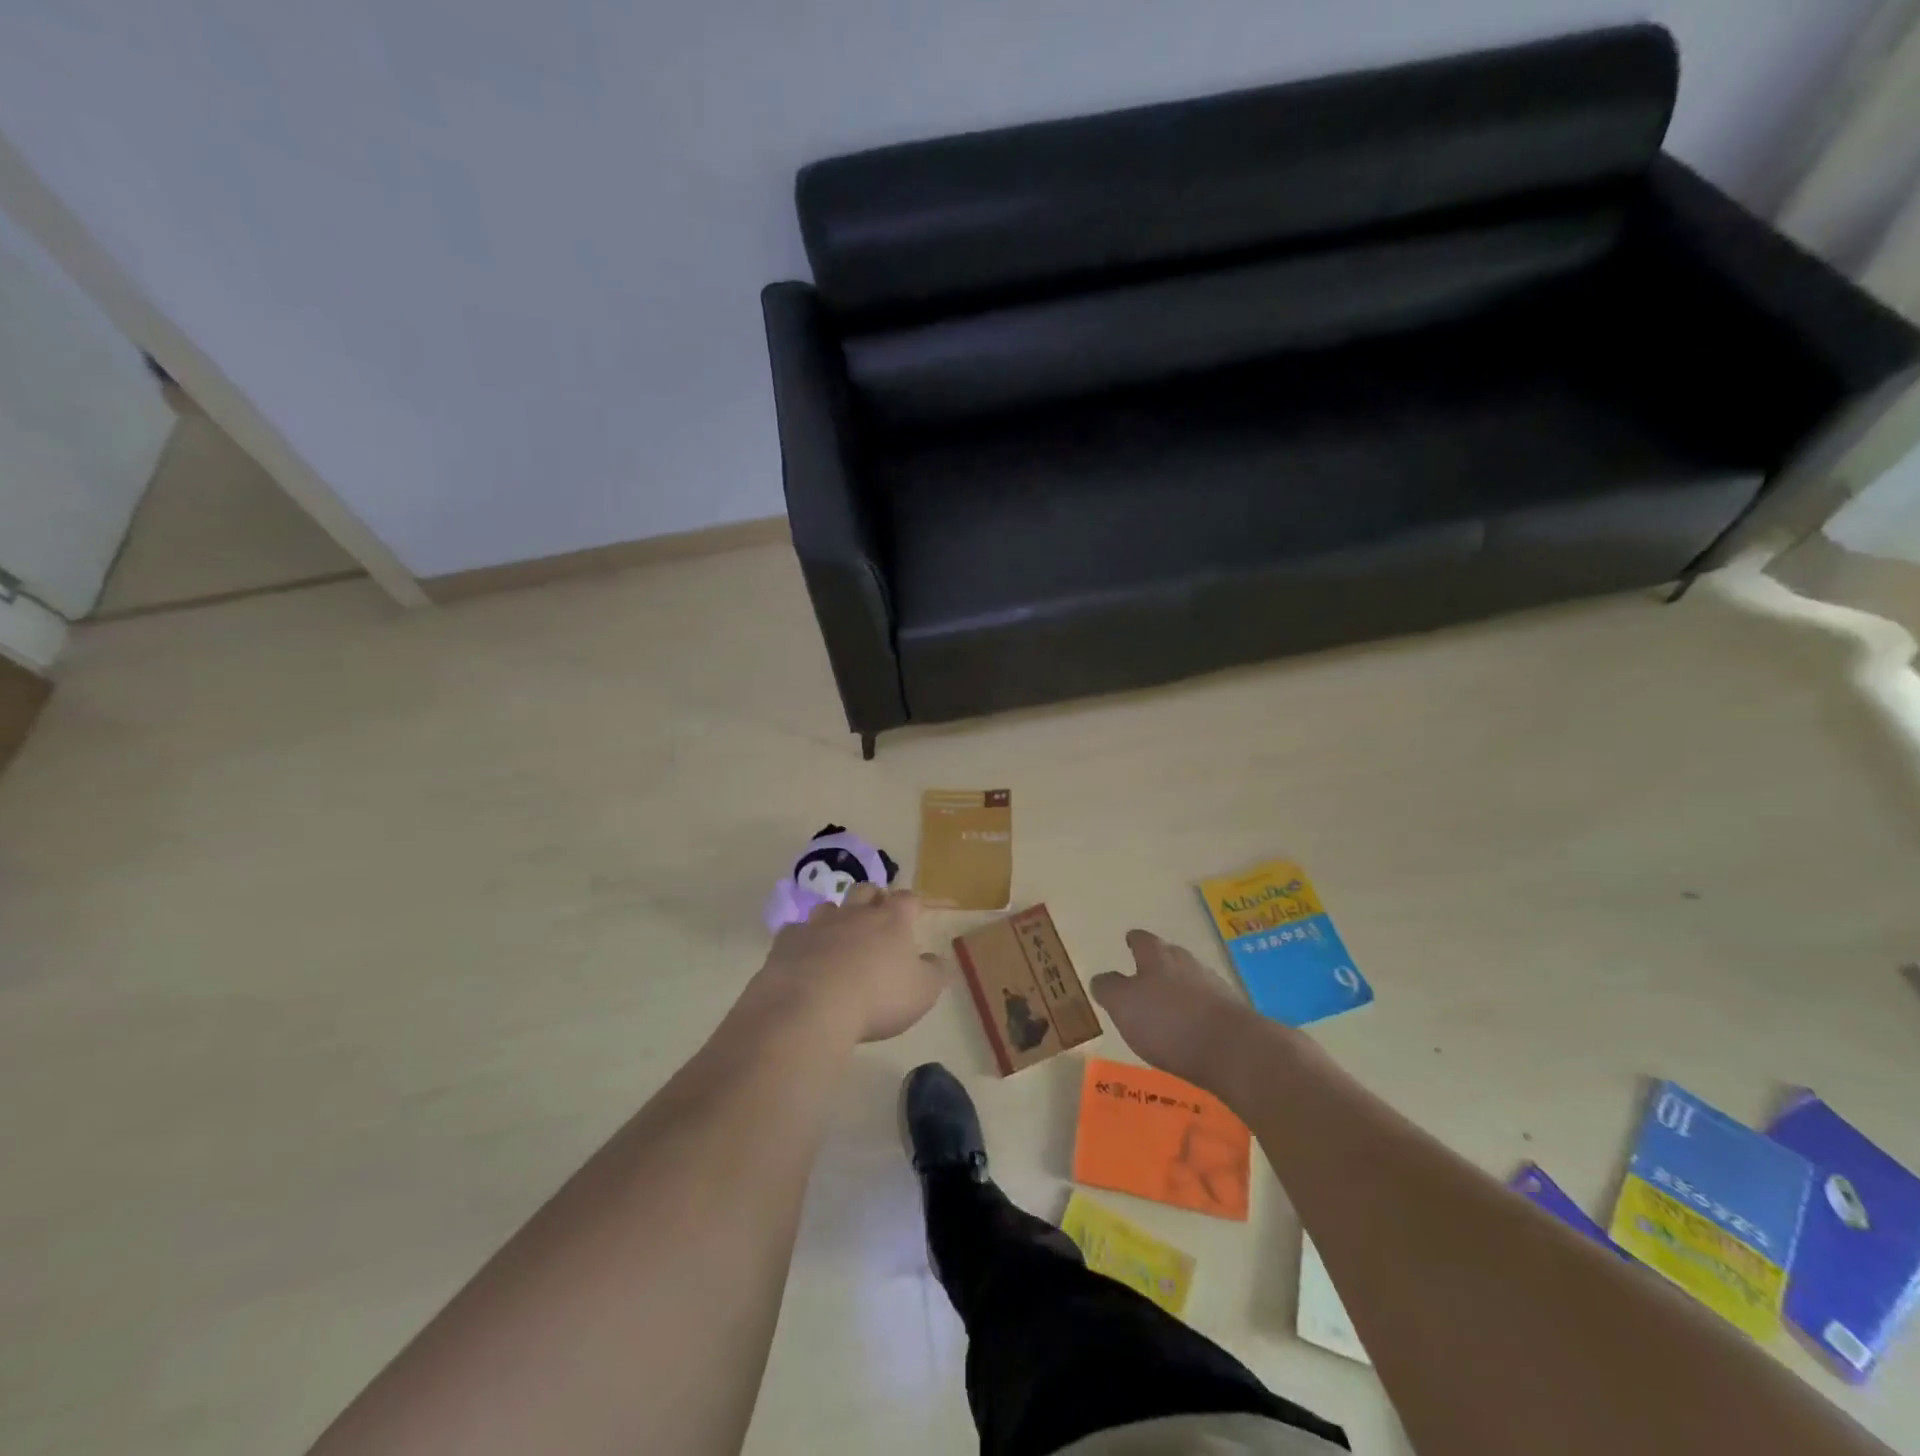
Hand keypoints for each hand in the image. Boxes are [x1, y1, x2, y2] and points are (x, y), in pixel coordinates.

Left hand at [754, 884, 945, 1043]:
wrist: (811, 1007)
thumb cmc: (877, 998)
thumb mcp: (922, 992)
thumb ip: (933, 972)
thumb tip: (934, 958)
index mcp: (891, 920)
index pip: (907, 899)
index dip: (912, 903)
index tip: (915, 912)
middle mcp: (855, 913)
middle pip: (866, 890)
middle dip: (873, 898)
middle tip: (877, 915)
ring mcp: (818, 923)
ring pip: (829, 906)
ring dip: (836, 916)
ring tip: (839, 936)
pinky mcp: (788, 941)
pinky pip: (796, 931)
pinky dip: (803, 940)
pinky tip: (804, 956)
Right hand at [1091, 930, 1260, 1092]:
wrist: (1233, 1050)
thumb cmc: (1168, 1022)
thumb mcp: (1123, 1005)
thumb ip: (1109, 989)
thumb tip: (1100, 978)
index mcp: (1158, 958)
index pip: (1143, 940)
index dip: (1134, 940)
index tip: (1129, 940)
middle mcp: (1187, 964)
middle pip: (1171, 956)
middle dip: (1160, 962)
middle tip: (1147, 973)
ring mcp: (1215, 987)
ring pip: (1192, 979)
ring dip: (1181, 988)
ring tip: (1169, 1004)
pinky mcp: (1234, 1014)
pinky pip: (1209, 1005)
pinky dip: (1198, 1011)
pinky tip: (1193, 1028)